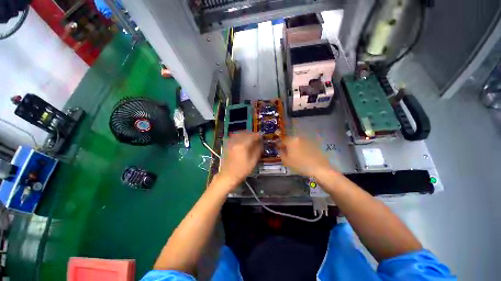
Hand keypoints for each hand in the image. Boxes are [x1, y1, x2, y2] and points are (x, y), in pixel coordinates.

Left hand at [217, 132, 261, 189]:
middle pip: (245, 133)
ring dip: (245, 134)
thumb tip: (260, 142)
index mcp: (242, 145)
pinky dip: (239, 136)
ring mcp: (230, 143)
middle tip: (256, 137)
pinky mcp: (227, 145)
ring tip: (250, 137)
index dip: (257, 135)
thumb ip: (257, 150)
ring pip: (238, 134)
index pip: (251, 136)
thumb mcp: (253, 161)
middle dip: (251, 134)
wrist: (228, 176)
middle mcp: (235, 141)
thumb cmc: (242, 170)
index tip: (261, 136)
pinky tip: (241, 140)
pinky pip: (233, 137)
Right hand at [279, 136, 333, 177]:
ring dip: (296, 147)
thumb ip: (281, 154)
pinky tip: (304, 155)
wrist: (319, 168)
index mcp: (291, 141)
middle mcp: (299, 138)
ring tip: (296, 155)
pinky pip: (305, 145)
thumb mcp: (286, 161)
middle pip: (291, 141)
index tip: (280, 150)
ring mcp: (308, 140)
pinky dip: (303, 149)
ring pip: (299, 143)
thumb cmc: (300, 165)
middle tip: (288, 153)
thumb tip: (281, 150)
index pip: (283, 141)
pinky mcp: (314, 144)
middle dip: (289, 146)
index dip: (280, 146)